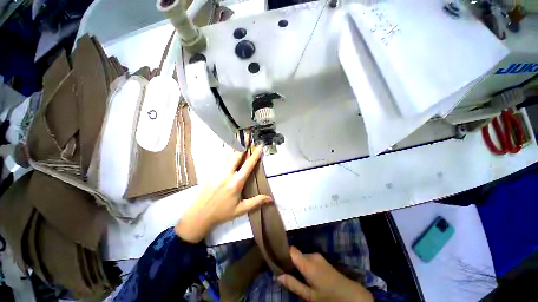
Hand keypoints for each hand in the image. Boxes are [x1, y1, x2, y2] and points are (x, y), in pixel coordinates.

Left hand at [175, 144, 271, 242]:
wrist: (199, 215)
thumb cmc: (222, 213)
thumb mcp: (241, 209)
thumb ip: (256, 202)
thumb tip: (271, 199)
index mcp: (236, 183)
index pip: (248, 165)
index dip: (255, 155)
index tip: (259, 146)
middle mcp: (227, 174)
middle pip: (236, 155)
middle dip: (243, 143)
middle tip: (248, 134)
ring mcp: (217, 171)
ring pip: (227, 154)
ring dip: (234, 145)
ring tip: (238, 136)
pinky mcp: (210, 171)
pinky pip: (219, 158)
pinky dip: (224, 150)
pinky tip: (227, 146)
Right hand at [278, 247, 372, 301]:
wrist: (352, 295)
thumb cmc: (328, 297)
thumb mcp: (309, 296)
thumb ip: (293, 285)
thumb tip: (278, 276)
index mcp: (308, 263)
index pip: (291, 250)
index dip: (284, 253)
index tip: (278, 260)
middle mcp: (312, 256)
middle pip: (297, 254)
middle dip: (292, 262)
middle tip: (288, 274)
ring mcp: (319, 256)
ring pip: (303, 257)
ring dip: (299, 264)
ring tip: (298, 277)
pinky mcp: (323, 259)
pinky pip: (309, 258)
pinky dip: (305, 265)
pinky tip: (308, 276)